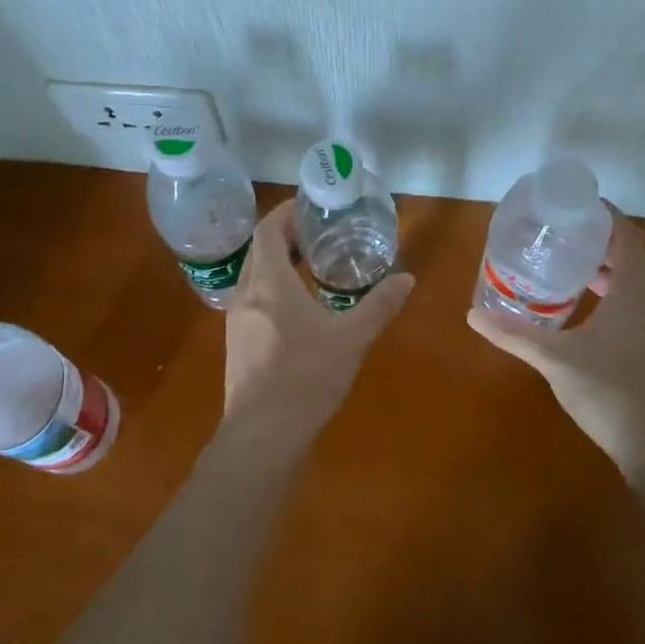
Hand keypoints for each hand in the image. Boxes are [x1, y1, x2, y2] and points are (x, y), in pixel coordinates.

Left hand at [220, 200, 413, 457]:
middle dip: (284, 236)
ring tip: (310, 266)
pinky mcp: (238, 344)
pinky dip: (272, 289)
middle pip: (259, 251)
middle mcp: (246, 294)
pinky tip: (298, 309)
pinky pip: (253, 301)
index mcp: (268, 282)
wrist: (262, 436)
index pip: (267, 230)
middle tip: (317, 234)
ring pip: (254, 277)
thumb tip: (407, 279)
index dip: (285, 213)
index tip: (309, 207)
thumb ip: (379, 306)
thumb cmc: (305, 377)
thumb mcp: (351, 339)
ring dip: (277, 264)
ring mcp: (237, 321)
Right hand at [467, 207, 644, 478]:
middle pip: (635, 255)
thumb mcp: (554, 359)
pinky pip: (641, 303)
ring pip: (640, 281)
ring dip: (614, 268)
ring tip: (576, 266)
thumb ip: (515, 334)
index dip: (607, 216)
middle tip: (568, 234)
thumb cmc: (609, 391)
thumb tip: (473, 315)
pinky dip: (619, 292)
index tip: (577, 206)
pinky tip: (591, 311)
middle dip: (605, 240)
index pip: (627, 236)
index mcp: (633, 291)